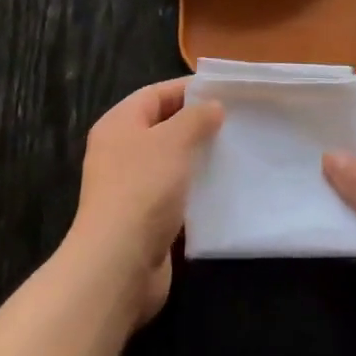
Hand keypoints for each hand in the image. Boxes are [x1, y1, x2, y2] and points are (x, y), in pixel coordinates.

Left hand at [65, 78, 222, 325]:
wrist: (118, 264)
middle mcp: (120, 152)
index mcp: (119, 124)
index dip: (188, 90)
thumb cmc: (142, 189)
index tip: (224, 92)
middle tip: (236, 122)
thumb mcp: (173, 141)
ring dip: (199, 159)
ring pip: (171, 163)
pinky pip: (175, 194)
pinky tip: (223, 189)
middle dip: (197, 124)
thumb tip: (212, 106)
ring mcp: (131, 188)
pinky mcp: (144, 219)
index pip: (155, 94)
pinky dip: (196, 190)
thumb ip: (195, 119)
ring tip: (236, 152)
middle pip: (163, 127)